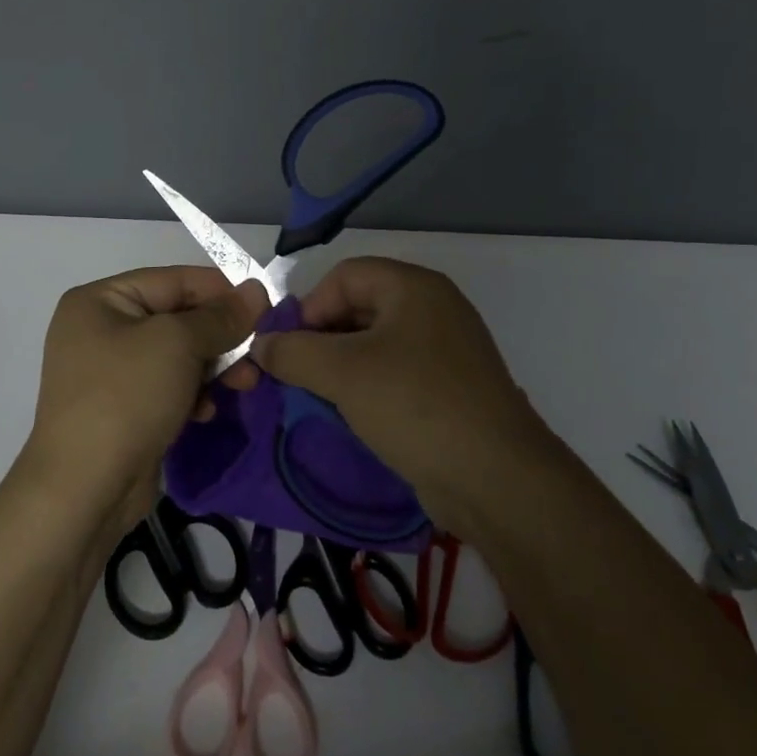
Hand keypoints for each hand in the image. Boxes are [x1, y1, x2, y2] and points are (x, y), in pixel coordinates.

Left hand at [22, 266, 266, 537]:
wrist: (84, 490)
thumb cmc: (126, 398)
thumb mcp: (177, 344)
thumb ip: (221, 316)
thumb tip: (257, 289)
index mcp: (100, 301)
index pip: (173, 280)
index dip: (222, 290)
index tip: (266, 305)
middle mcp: (100, 329)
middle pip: (176, 318)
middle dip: (221, 335)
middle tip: (259, 354)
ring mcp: (108, 372)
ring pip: (176, 355)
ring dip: (214, 367)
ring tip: (246, 385)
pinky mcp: (122, 409)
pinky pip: (167, 387)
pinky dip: (193, 394)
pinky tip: (208, 411)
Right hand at [251, 257, 550, 534]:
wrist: (496, 479)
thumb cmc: (416, 406)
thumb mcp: (343, 373)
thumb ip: (292, 352)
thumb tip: (260, 346)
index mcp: (414, 288)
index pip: (344, 276)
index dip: (310, 306)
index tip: (289, 349)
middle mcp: (433, 310)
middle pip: (359, 308)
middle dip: (320, 340)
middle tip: (296, 376)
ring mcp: (446, 352)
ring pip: (375, 345)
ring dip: (339, 368)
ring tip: (317, 398)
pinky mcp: (450, 390)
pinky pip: (395, 375)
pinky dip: (366, 389)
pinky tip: (350, 416)